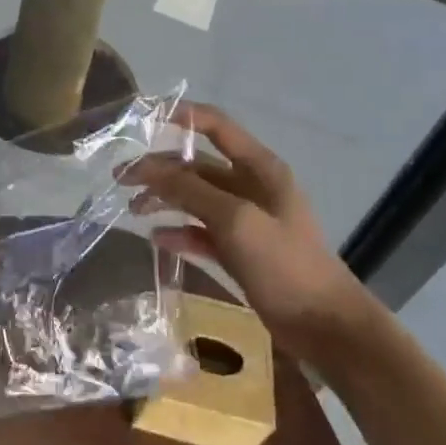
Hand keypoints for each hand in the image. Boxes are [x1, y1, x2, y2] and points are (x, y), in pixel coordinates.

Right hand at [121, 102, 378, 354]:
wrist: (325, 327)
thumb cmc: (284, 264)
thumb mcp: (236, 221)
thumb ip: (191, 190)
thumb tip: (148, 167)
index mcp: (259, 168)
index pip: (216, 126)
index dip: (181, 117)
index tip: (143, 120)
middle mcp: (252, 187)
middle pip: (197, 166)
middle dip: (160, 168)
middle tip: (120, 179)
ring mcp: (246, 220)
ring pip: (196, 199)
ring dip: (165, 199)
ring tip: (133, 210)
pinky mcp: (241, 251)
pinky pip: (202, 232)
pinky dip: (180, 232)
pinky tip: (157, 239)